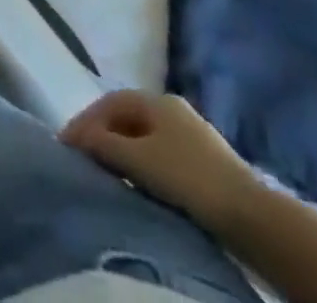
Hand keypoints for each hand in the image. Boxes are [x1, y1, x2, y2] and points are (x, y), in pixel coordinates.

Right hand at [60, 91, 256, 228]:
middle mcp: (173, 109)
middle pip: (127, 118)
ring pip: (145, 138)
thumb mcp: (140, 160)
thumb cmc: (188, 178)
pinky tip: (138, 185)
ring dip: (122, 152)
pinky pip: (161, 156)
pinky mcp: (204, 164)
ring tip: (105, 174)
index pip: (110, 102)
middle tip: (83, 158)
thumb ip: (104, 145)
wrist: (250, 216)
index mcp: (157, 100)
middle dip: (102, 135)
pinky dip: (142, 165)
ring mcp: (192, 136)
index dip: (85, 120)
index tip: (67, 144)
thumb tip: (76, 136)